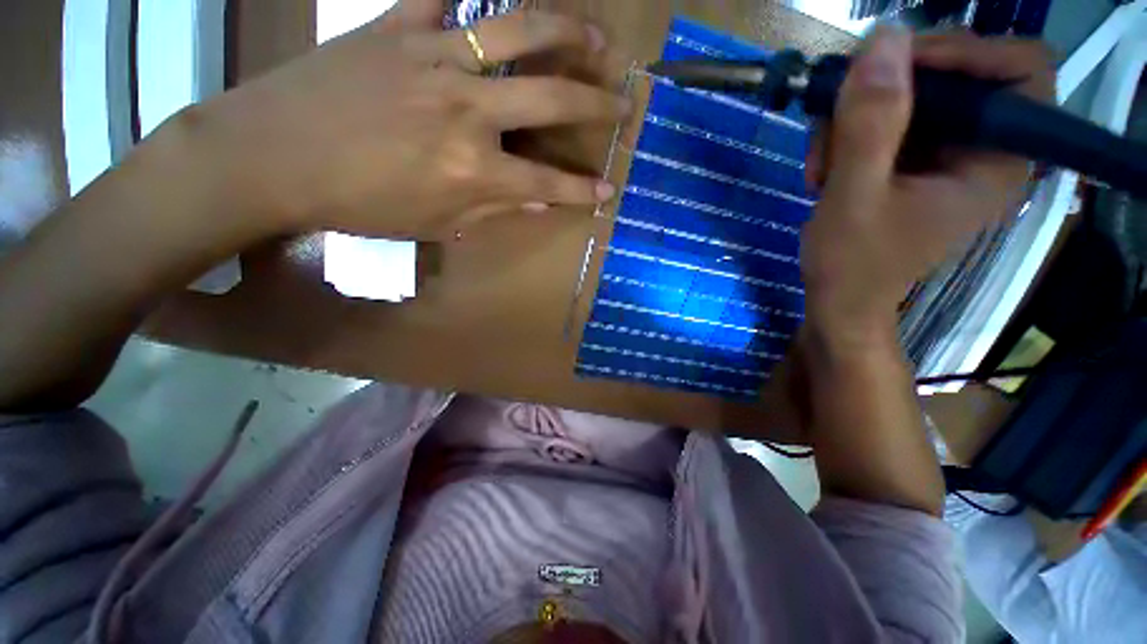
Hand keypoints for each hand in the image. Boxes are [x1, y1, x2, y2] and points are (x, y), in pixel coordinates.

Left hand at [181, 0, 626, 240]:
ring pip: (518, 31)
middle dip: (597, 105)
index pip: (547, 182)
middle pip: (551, 100)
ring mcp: (435, 57)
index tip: (608, 189)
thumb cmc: (358, 203)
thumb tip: (537, 202)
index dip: (582, 190)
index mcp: (473, 168)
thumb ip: (492, 208)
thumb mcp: (434, 223)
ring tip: (597, 38)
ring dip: (567, 32)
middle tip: (625, 103)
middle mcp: (467, 109)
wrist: (272, 157)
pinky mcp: (398, 26)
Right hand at [800, 28, 1054, 337]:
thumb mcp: (853, 196)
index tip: (894, 65)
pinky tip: (825, 168)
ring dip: (855, 119)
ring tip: (820, 162)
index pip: (1019, 69)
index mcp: (998, 161)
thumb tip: (883, 37)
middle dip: (886, 90)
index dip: (963, 51)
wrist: (841, 301)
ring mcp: (950, 156)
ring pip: (912, 98)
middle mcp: (985, 150)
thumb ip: (871, 124)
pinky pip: (891, 122)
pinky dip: (850, 135)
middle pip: (955, 76)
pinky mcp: (919, 164)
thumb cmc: (852, 264)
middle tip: (835, 117)